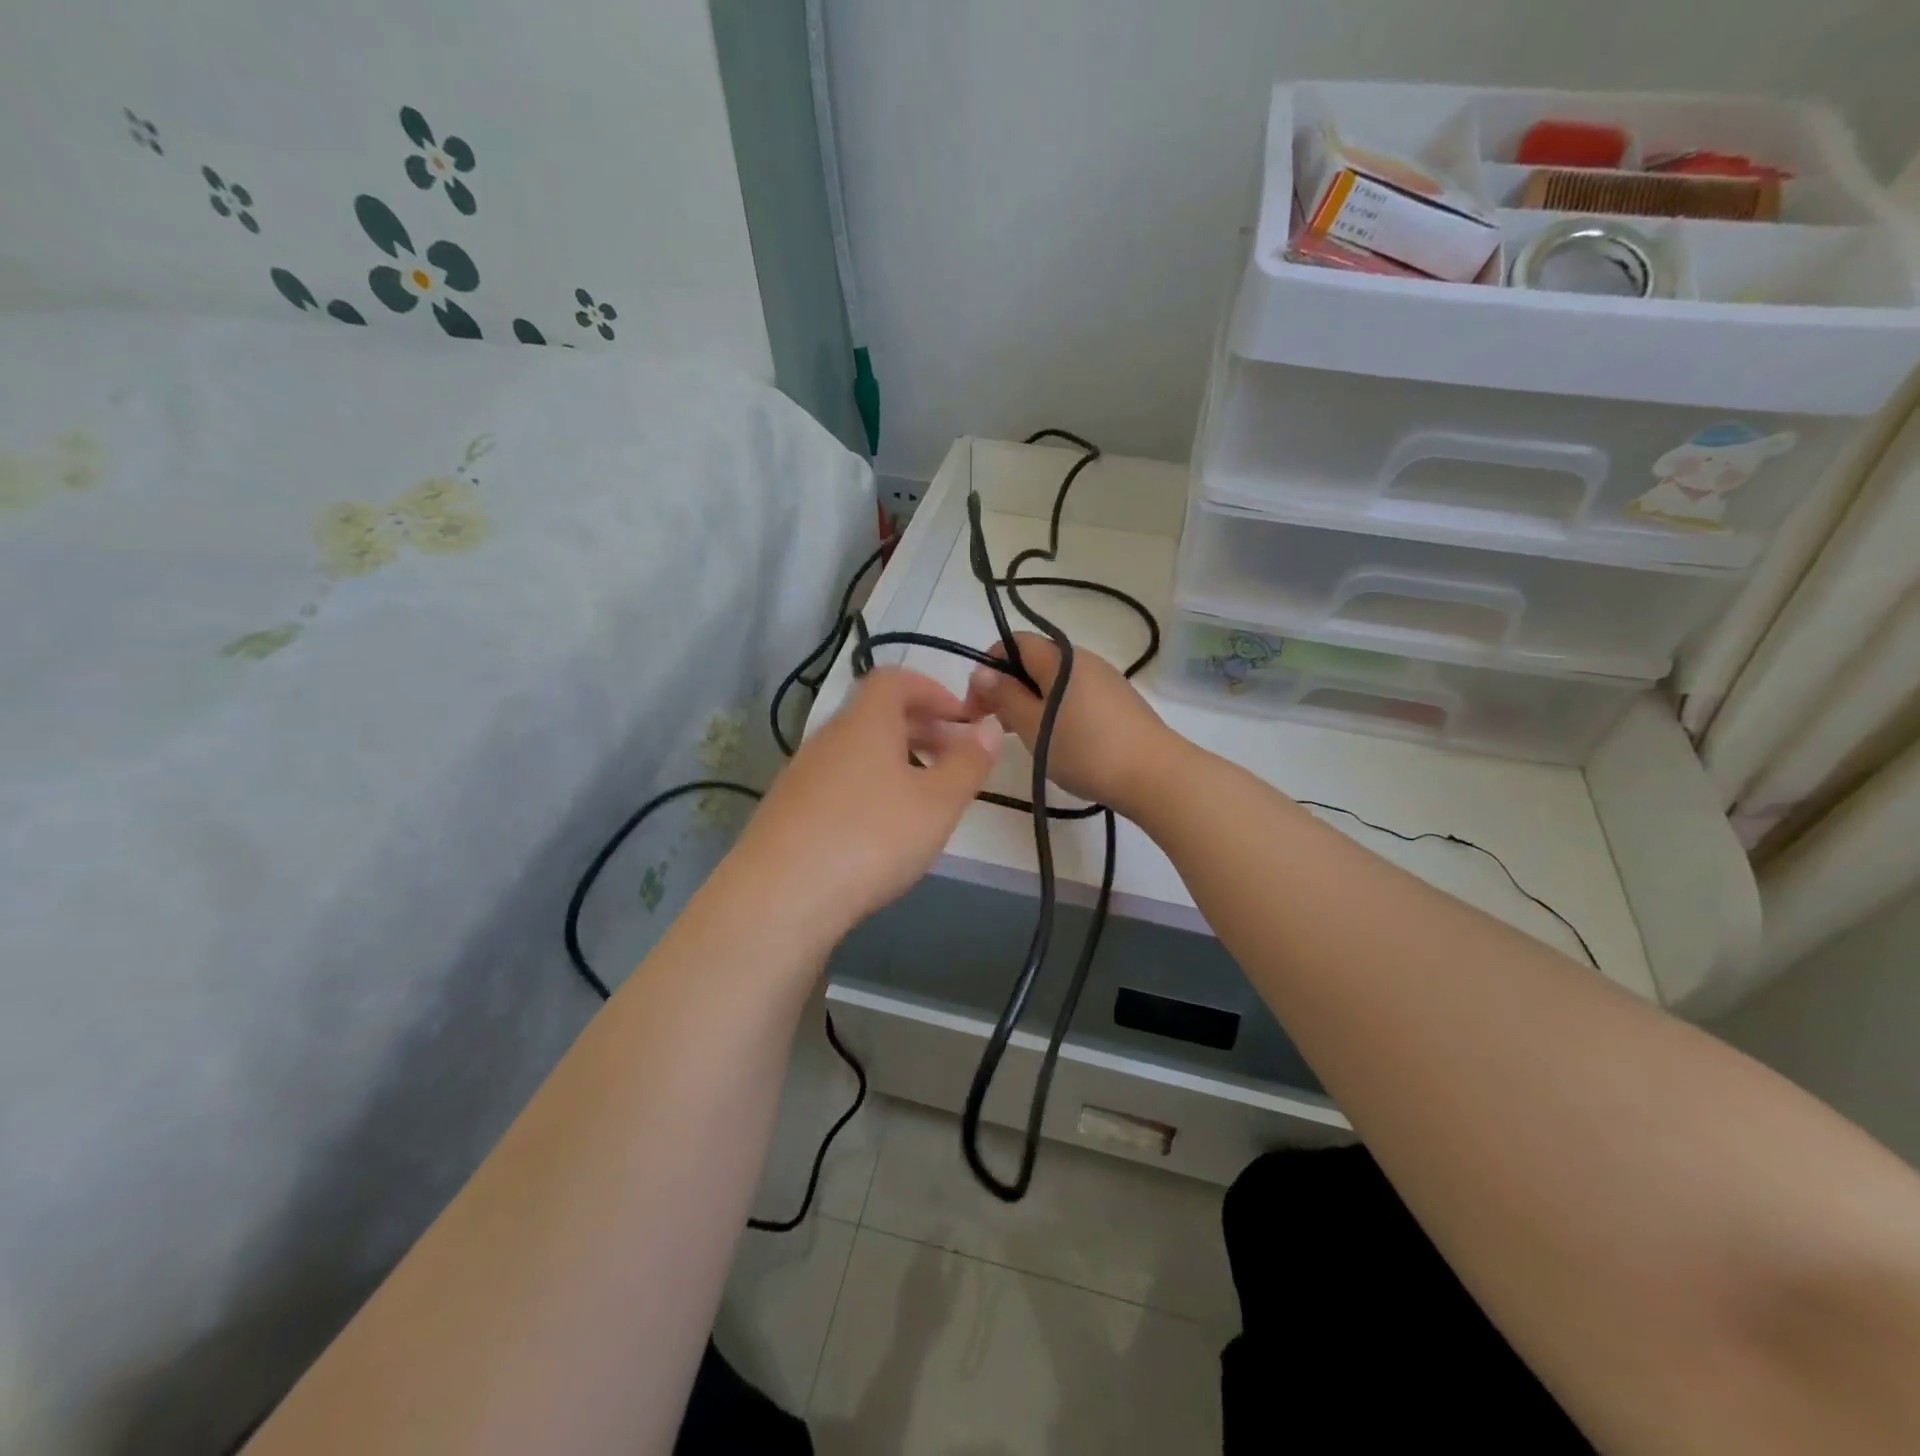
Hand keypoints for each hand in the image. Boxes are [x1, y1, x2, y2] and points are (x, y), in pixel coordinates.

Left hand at [730, 667, 1002, 946]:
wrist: (780, 897)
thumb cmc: (872, 838)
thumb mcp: (937, 803)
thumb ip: (968, 763)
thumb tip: (989, 727)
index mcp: (865, 722)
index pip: (895, 680)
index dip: (933, 691)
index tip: (962, 720)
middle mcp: (828, 738)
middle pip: (876, 715)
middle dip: (921, 728)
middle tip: (954, 759)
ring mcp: (801, 774)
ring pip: (857, 752)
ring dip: (895, 761)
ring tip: (922, 799)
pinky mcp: (787, 810)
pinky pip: (837, 782)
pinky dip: (867, 789)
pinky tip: (879, 831)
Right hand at [964, 632, 1178, 820]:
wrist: (1156, 775)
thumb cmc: (1086, 750)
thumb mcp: (1033, 726)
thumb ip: (1005, 696)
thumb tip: (984, 672)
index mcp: (1060, 658)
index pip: (1013, 642)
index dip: (988, 666)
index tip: (977, 704)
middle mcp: (1083, 659)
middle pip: (1034, 661)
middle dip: (1007, 687)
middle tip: (994, 725)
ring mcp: (1106, 680)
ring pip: (1054, 681)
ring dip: (1030, 701)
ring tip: (1022, 737)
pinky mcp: (1120, 702)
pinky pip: (1075, 696)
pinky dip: (1055, 710)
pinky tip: (1056, 741)